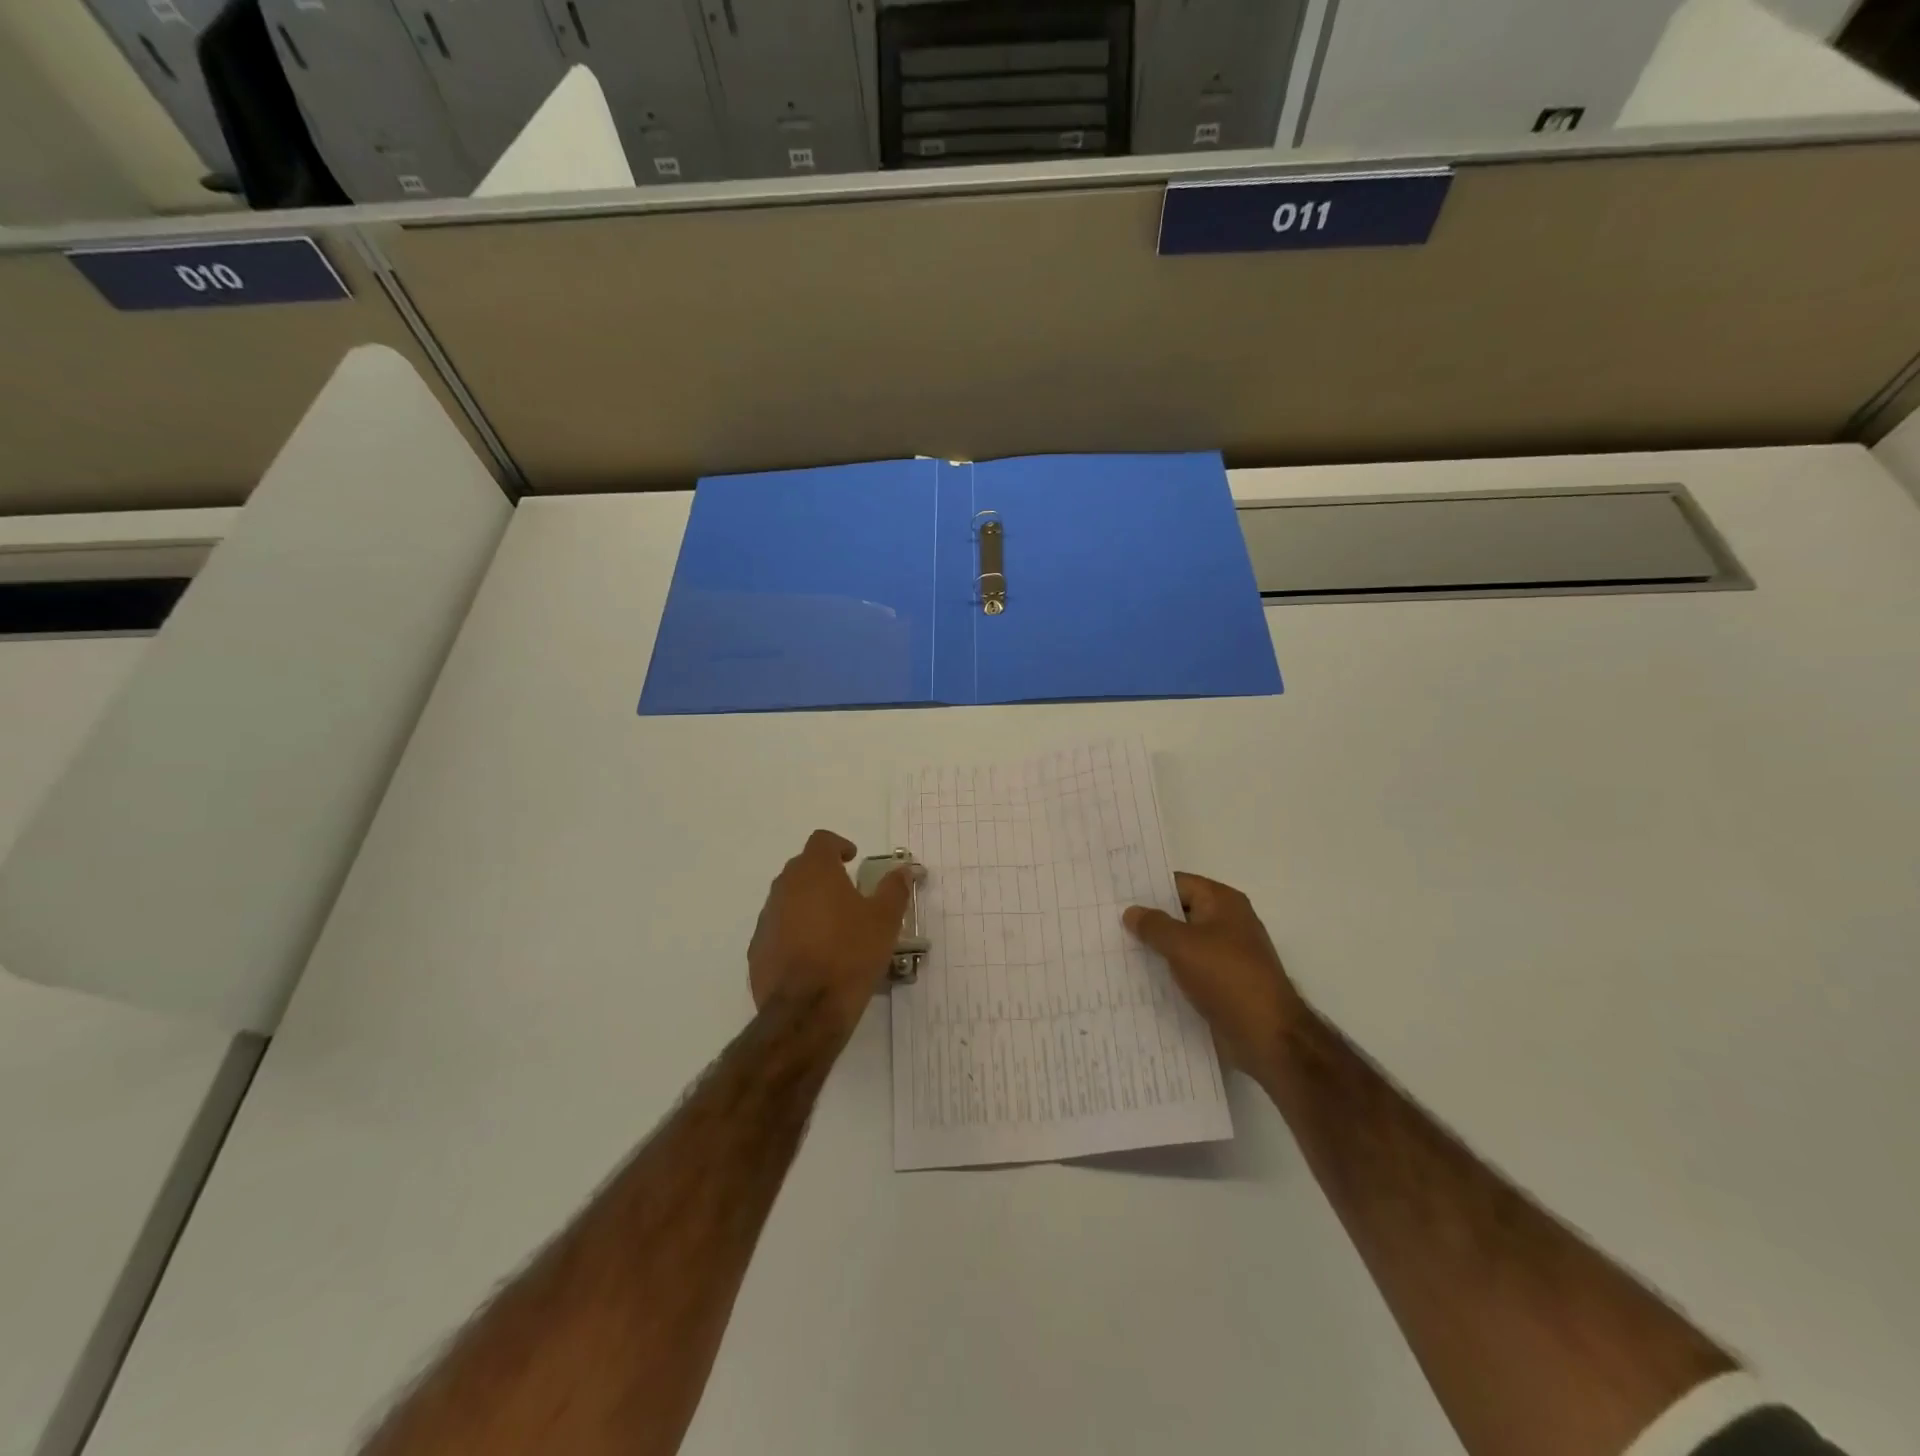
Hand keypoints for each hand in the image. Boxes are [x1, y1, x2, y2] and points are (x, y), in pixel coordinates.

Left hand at [748, 830, 914, 1038]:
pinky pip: (778, 929)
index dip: (838, 845)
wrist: (806, 1011)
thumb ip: (894, 890)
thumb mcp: (885, 920)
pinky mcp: (757, 949)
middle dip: (823, 874)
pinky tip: (813, 955)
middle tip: (847, 893)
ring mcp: (766, 919)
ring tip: (832, 927)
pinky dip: (794, 932)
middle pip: (802, 867)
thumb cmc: (850, 954)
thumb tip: (902, 871)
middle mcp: (784, 887)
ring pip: (788, 899)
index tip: (852, 859)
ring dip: (808, 904)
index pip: (821, 841)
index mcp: (814, 872)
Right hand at [1123, 873, 1303, 1076]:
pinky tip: (1139, 980)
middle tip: (1107, 922)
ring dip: (1155, 948)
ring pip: (1182, 944)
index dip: (1147, 887)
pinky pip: (1189, 970)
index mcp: (1223, 902)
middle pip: (1180, 912)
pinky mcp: (1223, 984)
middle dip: (1148, 919)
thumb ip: (1154, 925)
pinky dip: (1168, 972)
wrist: (1268, 1036)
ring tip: (1115, 950)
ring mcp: (1226, 955)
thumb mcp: (1182, 945)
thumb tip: (1131, 911)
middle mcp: (1227, 923)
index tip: (1115, 894)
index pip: (1178, 883)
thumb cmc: (1226, 978)